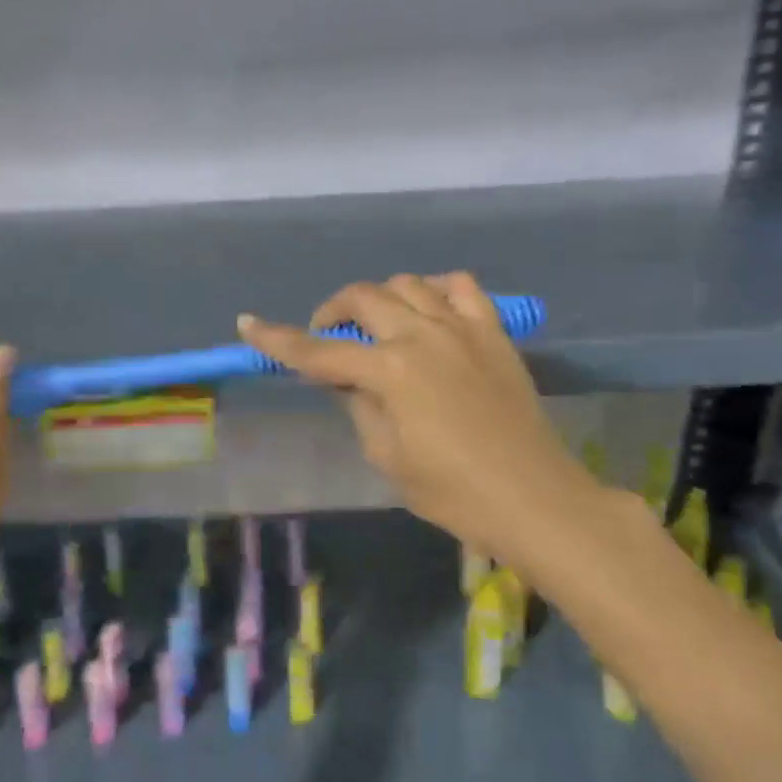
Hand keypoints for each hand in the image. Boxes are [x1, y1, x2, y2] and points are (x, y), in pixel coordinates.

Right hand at [239, 273, 592, 559]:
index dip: (279, 340)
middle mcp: (422, 335)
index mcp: (391, 371)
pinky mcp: (493, 332)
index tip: (248, 324)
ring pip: (408, 283)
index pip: (320, 350)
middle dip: (333, 310)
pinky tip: (429, 311)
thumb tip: (346, 378)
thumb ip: (359, 405)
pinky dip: (436, 289)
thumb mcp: (387, 456)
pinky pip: (461, 287)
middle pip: (364, 298)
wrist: (533, 498)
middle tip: (326, 333)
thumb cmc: (453, 492)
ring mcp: (462, 327)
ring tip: (377, 324)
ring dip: (381, 297)